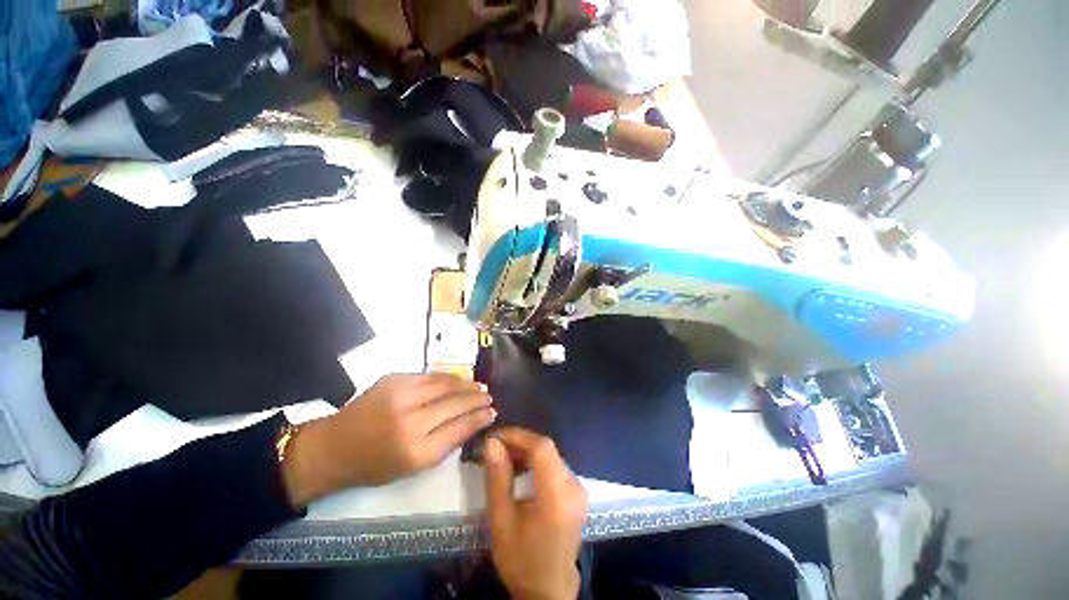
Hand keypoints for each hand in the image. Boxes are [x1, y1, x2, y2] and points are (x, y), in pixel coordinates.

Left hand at [283, 374, 495, 505]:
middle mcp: (410, 420)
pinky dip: (447, 378)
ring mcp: (401, 395)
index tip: (494, 412)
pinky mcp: (394, 379)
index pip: (459, 428)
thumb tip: (474, 421)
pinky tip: (457, 380)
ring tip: (478, 386)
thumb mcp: (413, 466)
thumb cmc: (375, 464)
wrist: (333, 446)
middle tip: (489, 397)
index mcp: (416, 451)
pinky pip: (430, 376)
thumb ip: (446, 443)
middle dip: (476, 398)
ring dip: (465, 384)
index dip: (479, 418)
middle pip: (455, 403)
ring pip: (445, 384)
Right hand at [484, 428, 587, 599]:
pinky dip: (536, 462)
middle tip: (495, 448)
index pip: (541, 447)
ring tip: (504, 458)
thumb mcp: (501, 520)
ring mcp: (578, 488)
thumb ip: (498, 478)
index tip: (495, 436)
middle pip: (547, 449)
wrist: (548, 591)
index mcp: (558, 494)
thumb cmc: (521, 559)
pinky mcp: (577, 492)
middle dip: (520, 443)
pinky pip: (555, 466)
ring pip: (551, 455)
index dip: (518, 435)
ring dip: (527, 452)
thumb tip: (492, 442)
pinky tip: (520, 469)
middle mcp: (574, 485)